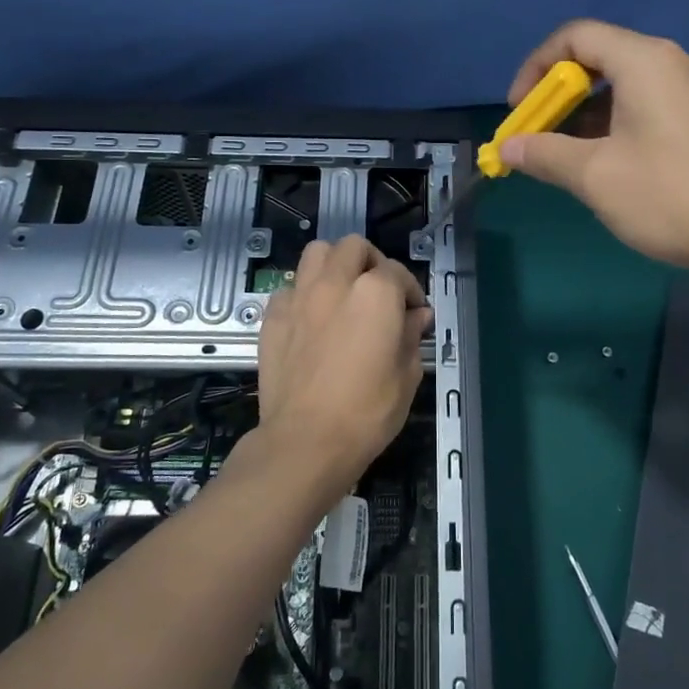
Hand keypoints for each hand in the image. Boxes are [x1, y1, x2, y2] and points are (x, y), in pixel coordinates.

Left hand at [254, 236, 431, 497]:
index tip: (414, 314)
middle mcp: (335, 282)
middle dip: (370, 262)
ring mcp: (299, 296)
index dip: (410, 291)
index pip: (398, 272)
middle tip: (377, 292)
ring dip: (333, 264)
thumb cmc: (367, 411)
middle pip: (354, 247)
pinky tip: (311, 318)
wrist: (306, 441)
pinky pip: (289, 287)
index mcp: (375, 293)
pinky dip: (303, 294)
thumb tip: (417, 316)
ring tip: (341, 292)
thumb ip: (412, 336)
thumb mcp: (407, 376)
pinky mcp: (272, 316)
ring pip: (316, 253)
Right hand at [500, 20, 688, 284]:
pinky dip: (619, 126)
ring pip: (627, 87)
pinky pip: (651, 107)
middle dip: (559, 96)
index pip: (575, 37)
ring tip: (571, 161)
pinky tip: (614, 168)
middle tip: (540, 138)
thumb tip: (509, 146)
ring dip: (587, 116)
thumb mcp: (596, 176)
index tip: (520, 112)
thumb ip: (545, 154)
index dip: (535, 68)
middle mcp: (674, 63)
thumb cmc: (673, 196)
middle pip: (601, 59)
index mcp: (645, 61)